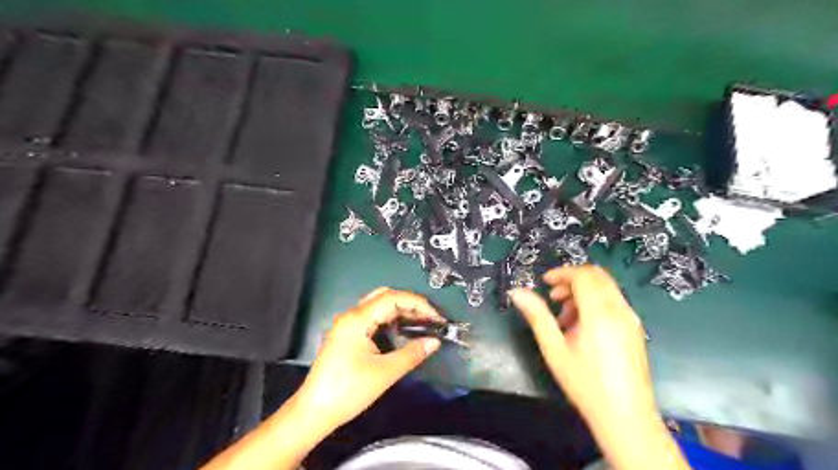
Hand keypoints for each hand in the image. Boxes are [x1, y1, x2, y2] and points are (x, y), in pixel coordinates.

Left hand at [294, 287, 441, 429]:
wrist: (314, 412)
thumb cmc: (348, 391)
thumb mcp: (384, 373)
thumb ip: (412, 354)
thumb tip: (435, 341)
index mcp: (357, 319)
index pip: (392, 298)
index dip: (417, 303)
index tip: (436, 317)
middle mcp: (351, 316)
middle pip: (384, 296)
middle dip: (410, 304)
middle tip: (429, 318)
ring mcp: (347, 325)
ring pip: (378, 307)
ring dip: (400, 311)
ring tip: (421, 323)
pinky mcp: (347, 335)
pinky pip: (372, 319)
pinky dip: (389, 320)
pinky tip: (401, 331)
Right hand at [511, 269, 653, 425]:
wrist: (626, 417)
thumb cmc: (585, 383)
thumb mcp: (554, 349)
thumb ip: (536, 316)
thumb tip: (517, 292)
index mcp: (599, 313)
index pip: (583, 276)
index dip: (562, 273)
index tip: (545, 283)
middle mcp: (620, 310)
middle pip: (597, 276)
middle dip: (572, 280)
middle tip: (554, 298)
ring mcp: (631, 319)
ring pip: (606, 288)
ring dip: (584, 292)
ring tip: (565, 318)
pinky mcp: (635, 329)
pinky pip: (614, 302)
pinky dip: (595, 302)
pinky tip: (583, 328)